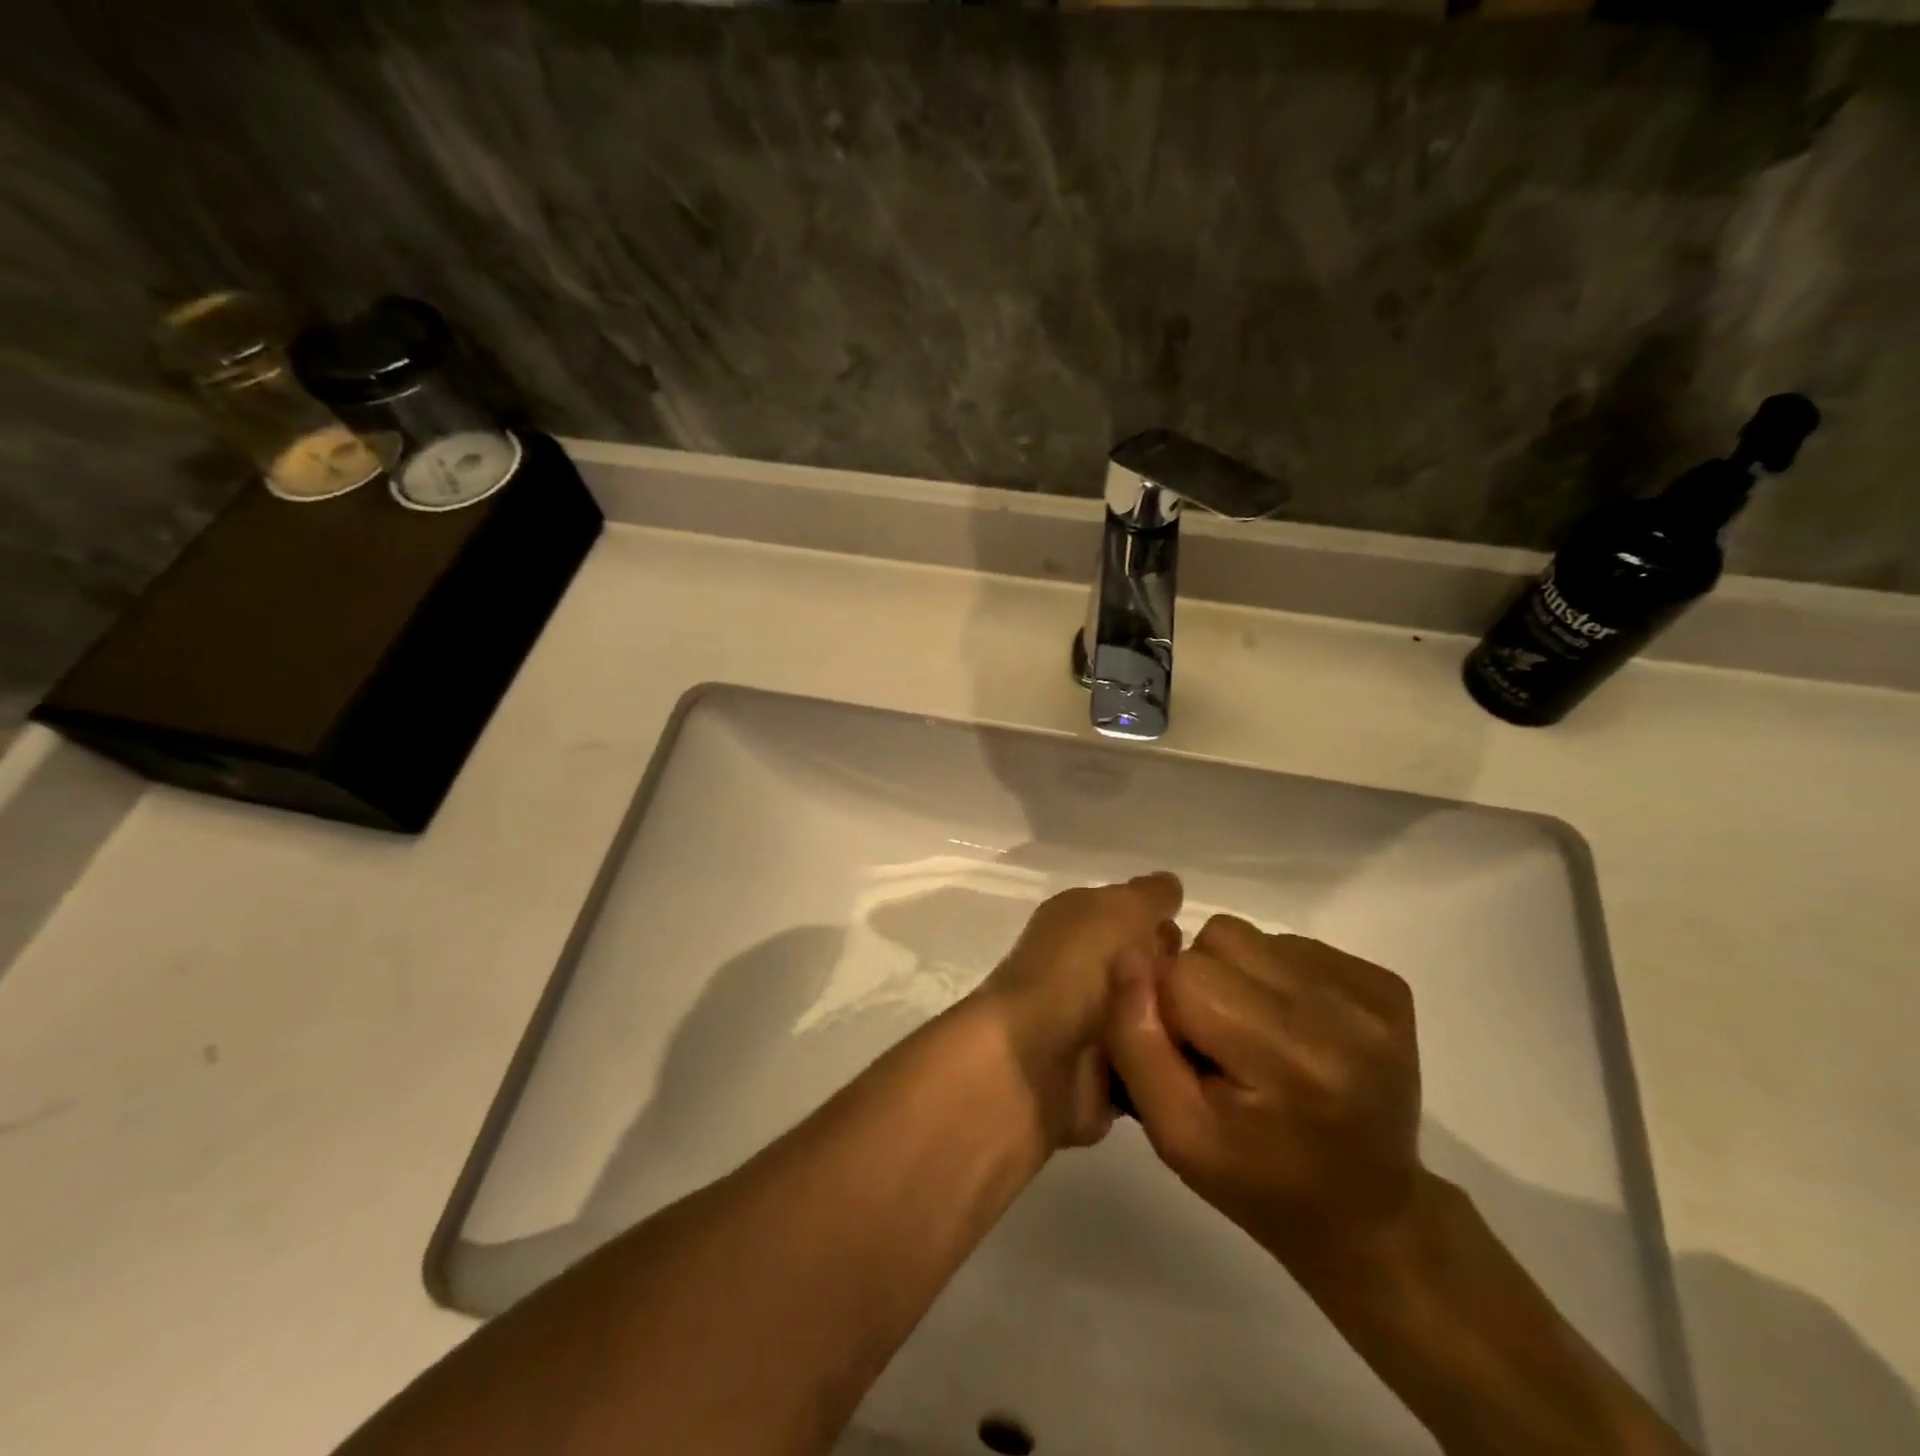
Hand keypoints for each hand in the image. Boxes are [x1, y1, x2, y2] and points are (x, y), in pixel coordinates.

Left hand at [973, 873, 1183, 1149]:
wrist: (1036, 1059)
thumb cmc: (1078, 967)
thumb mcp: (1120, 909)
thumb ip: (1148, 895)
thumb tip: (1169, 885)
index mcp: (1075, 921)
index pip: (1132, 917)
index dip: (1164, 930)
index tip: (1199, 951)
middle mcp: (1078, 968)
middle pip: (1148, 970)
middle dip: (1178, 982)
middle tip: (1204, 996)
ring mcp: (1087, 1025)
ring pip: (1154, 1021)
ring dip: (1178, 1028)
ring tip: (1206, 1036)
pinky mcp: (1097, 1078)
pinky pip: (1149, 1070)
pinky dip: (1169, 1069)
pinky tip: (1196, 1071)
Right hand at [1106, 914, 1422, 1264]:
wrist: (1369, 1215)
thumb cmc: (1259, 1183)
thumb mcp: (1175, 1134)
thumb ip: (1137, 1042)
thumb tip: (1130, 956)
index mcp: (1290, 1059)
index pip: (1184, 975)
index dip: (1167, 1011)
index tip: (1189, 1058)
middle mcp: (1340, 1013)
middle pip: (1218, 942)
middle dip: (1199, 985)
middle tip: (1220, 1047)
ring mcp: (1370, 994)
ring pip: (1250, 936)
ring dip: (1234, 976)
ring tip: (1255, 1036)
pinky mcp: (1385, 984)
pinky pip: (1289, 944)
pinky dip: (1273, 977)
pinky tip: (1291, 1030)